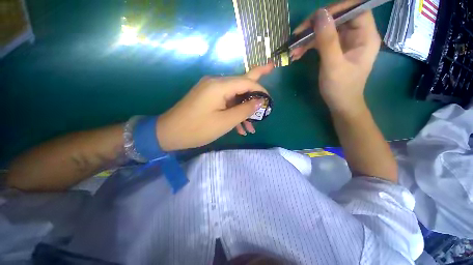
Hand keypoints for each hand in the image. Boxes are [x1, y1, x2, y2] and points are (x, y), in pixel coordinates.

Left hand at [156, 64, 273, 150]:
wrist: (169, 133)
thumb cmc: (197, 129)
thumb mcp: (224, 122)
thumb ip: (244, 110)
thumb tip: (259, 102)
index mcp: (219, 86)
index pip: (247, 82)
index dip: (260, 90)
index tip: (269, 101)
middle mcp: (215, 83)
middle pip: (241, 81)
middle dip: (256, 80)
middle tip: (271, 68)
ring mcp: (211, 91)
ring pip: (234, 97)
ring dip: (244, 110)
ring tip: (252, 127)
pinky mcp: (208, 99)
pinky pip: (226, 103)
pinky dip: (234, 113)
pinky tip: (240, 128)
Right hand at [291, 1, 380, 113]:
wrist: (340, 104)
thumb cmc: (341, 88)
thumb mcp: (333, 65)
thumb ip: (328, 40)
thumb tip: (320, 14)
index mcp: (366, 36)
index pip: (355, 9)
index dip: (336, 9)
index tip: (315, 18)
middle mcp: (357, 35)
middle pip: (338, 18)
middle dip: (316, 25)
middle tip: (298, 34)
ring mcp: (345, 42)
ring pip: (327, 29)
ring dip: (309, 37)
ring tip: (293, 49)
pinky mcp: (335, 49)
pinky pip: (321, 41)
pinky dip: (309, 45)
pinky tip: (297, 53)